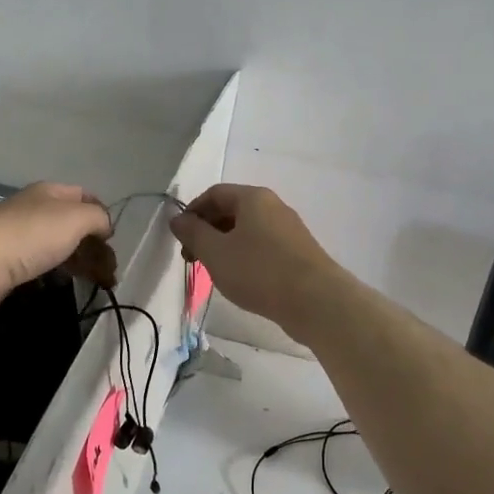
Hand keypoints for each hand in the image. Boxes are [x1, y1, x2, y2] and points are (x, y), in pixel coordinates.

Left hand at [0, 183, 111, 318]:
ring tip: (92, 281)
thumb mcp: (75, 218)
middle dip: (92, 244)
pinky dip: (54, 273)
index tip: (113, 240)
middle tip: (108, 269)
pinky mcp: (5, 263)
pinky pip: (38, 264)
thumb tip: (104, 226)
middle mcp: (32, 209)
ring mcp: (17, 236)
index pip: (84, 196)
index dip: (102, 214)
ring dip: (76, 261)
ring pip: (55, 245)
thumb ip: (97, 218)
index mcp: (49, 192)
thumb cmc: (29, 235)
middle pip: (71, 223)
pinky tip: (60, 285)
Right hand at [170, 184, 341, 332]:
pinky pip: (263, 246)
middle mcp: (273, 206)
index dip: (192, 211)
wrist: (315, 301)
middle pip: (232, 210)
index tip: (179, 237)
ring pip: (247, 230)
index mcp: (254, 198)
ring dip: (225, 246)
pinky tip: (240, 280)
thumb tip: (178, 219)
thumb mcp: (216, 252)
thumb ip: (193, 233)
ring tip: (213, 272)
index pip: (214, 193)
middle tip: (192, 258)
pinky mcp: (298, 253)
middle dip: (207, 230)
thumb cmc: (259, 271)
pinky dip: (245, 257)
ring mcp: (289, 230)